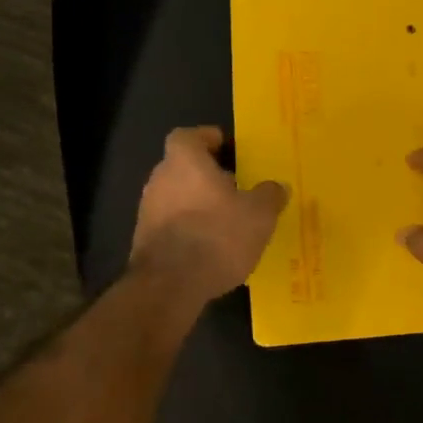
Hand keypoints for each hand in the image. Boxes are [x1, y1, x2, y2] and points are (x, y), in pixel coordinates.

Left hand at [131, 127, 287, 302]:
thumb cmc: (217, 236)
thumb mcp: (259, 215)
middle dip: (209, 175)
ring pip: (178, 196)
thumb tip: (276, 187)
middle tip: (238, 187)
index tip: (230, 150)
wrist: (170, 286)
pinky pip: (173, 223)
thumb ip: (270, 195)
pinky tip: (212, 246)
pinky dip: (190, 228)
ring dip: (200, 203)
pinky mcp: (145, 240)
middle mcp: (159, 178)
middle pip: (185, 166)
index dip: (210, 139)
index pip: (190, 135)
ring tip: (229, 220)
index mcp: (184, 160)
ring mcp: (148, 210)